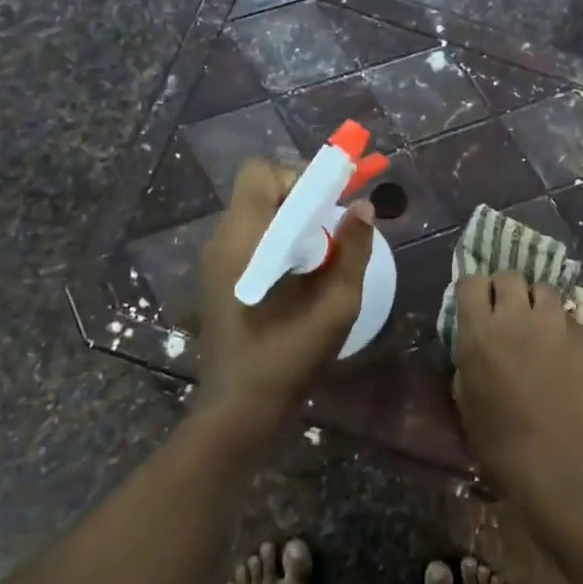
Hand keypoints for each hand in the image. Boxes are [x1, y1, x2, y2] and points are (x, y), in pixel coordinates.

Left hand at [196, 158, 375, 433]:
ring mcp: (218, 261)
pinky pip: (253, 237)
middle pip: (260, 189)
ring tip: (323, 252)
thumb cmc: (288, 358)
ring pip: (258, 212)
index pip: (261, 173)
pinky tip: (302, 274)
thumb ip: (353, 250)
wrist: (239, 411)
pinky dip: (281, 239)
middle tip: (333, 226)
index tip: (330, 202)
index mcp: (243, 242)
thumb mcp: (335, 305)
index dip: (298, 176)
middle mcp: (223, 242)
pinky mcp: (221, 278)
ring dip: (293, 219)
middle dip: (301, 196)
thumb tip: (364, 206)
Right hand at [452, 273, 582, 500]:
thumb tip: (475, 348)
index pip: (471, 282)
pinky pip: (569, 317)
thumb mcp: (468, 404)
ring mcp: (556, 324)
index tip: (476, 306)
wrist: (564, 466)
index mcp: (480, 332)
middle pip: (510, 276)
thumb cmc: (503, 445)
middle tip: (507, 313)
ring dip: (537, 302)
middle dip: (506, 289)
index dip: (473, 291)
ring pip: (544, 289)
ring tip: (538, 325)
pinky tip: (562, 349)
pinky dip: (562, 325)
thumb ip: (469, 364)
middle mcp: (517, 317)